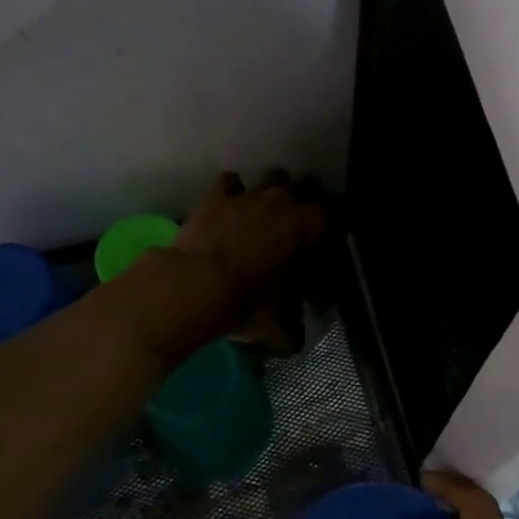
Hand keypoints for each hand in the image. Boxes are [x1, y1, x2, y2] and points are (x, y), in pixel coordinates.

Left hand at [168, 170, 325, 349]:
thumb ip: (290, 328)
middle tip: (293, 224)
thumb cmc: (244, 301)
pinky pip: (230, 182)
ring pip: (270, 177)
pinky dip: (232, 191)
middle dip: (300, 200)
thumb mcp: (275, 323)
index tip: (315, 246)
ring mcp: (246, 195)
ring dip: (270, 191)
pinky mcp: (214, 196)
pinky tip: (229, 206)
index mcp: (303, 226)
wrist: (193, 285)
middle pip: (302, 186)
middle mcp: (280, 201)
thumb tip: (295, 342)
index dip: (321, 231)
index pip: (325, 217)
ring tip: (264, 211)